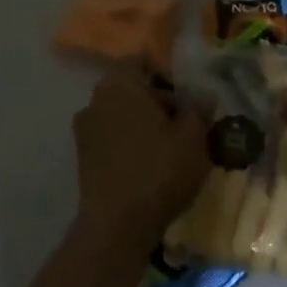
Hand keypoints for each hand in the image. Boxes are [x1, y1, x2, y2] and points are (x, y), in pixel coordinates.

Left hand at [73, 69, 210, 246]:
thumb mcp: (194, 138)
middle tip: (187, 125)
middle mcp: (96, 99)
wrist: (117, 226)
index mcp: (120, 83)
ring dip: (144, 125)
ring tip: (171, 149)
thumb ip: (199, 109)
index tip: (189, 96)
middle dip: (159, 102)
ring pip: (122, 115)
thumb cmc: (159, 171)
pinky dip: (131, 145)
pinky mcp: (83, 157)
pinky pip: (113, 138)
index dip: (169, 75)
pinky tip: (151, 166)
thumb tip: (203, 96)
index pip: (144, 61)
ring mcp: (84, 129)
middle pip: (133, 88)